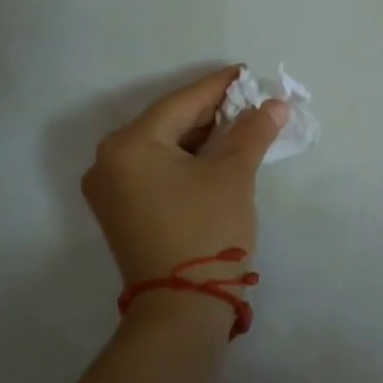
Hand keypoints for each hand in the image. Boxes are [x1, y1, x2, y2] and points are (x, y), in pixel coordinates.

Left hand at [81, 66, 288, 283]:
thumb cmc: (207, 231)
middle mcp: (108, 161)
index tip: (247, 73)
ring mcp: (110, 189)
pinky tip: (215, 155)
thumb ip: (252, 132)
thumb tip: (275, 104)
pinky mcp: (121, 211)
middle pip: (168, 123)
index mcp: (129, 145)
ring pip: (162, 148)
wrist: (182, 309)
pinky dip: (185, 160)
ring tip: (240, 126)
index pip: (181, 103)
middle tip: (250, 101)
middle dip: (211, 113)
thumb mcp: (233, 175)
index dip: (219, 86)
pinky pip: (155, 170)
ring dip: (200, 137)